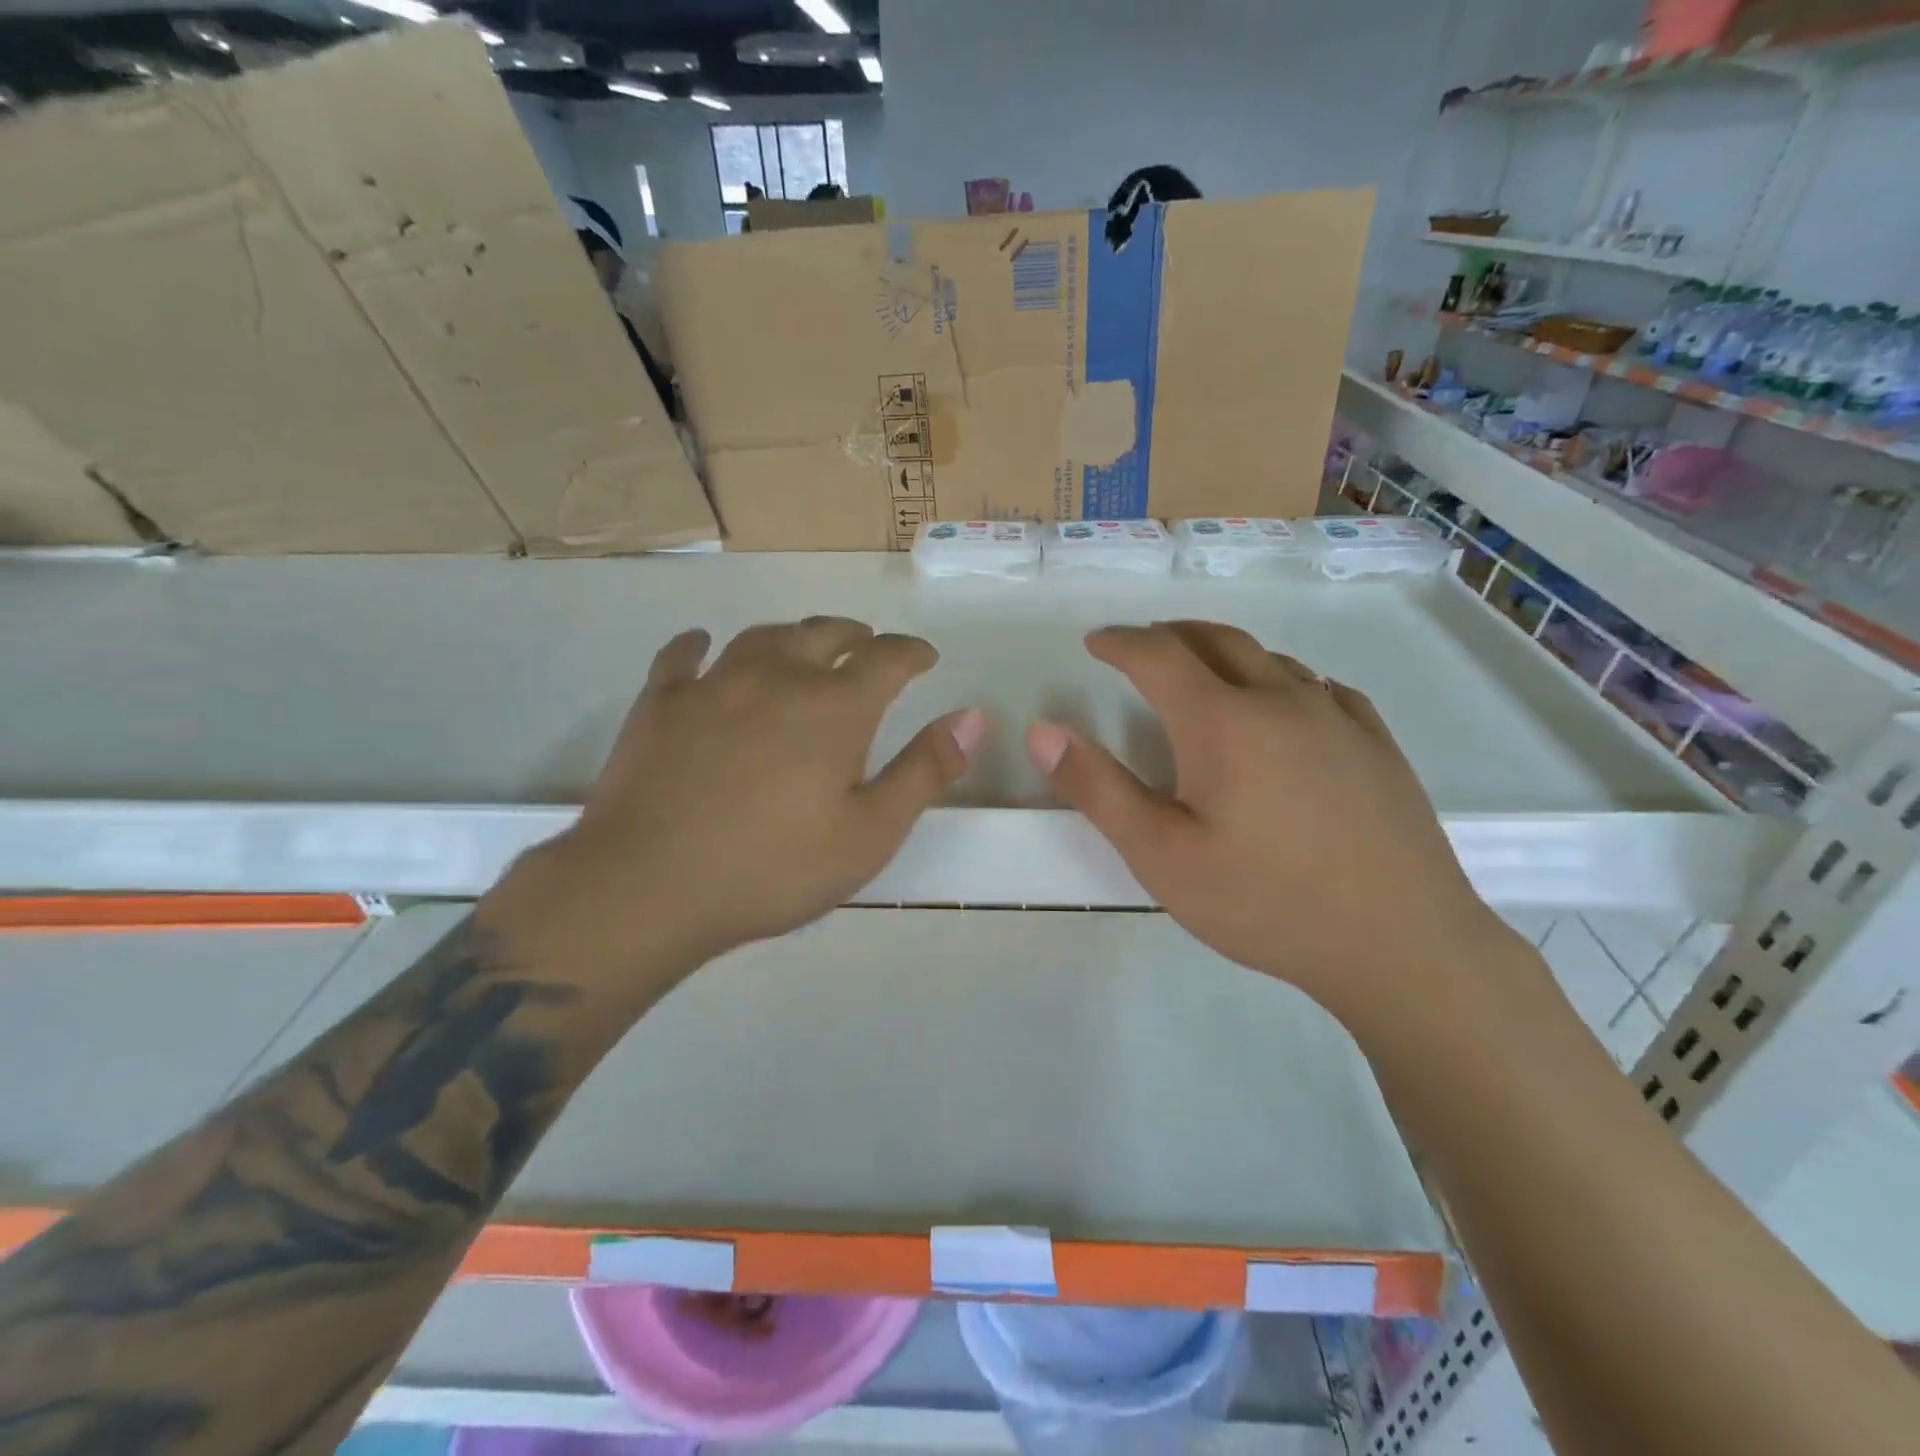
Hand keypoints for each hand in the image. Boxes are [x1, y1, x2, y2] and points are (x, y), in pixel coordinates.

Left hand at [504, 618, 984, 988]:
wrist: (647, 886)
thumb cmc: (772, 868)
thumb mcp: (870, 833)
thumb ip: (925, 771)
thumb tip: (971, 717)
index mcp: (834, 707)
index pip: (887, 657)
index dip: (912, 651)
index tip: (924, 656)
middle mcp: (777, 677)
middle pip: (824, 633)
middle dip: (855, 635)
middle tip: (866, 645)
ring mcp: (713, 684)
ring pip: (762, 637)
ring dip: (792, 635)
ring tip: (802, 646)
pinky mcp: (660, 702)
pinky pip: (683, 656)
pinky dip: (701, 647)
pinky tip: (704, 649)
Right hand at [1025, 621, 1520, 1028]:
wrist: (1401, 944)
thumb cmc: (1265, 902)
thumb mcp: (1161, 856)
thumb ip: (1098, 789)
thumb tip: (1042, 730)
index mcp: (1222, 721)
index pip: (1158, 655)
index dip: (1120, 642)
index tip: (1094, 642)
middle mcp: (1280, 699)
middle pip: (1217, 640)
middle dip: (1170, 633)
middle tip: (1141, 644)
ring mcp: (1336, 717)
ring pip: (1269, 658)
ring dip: (1224, 653)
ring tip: (1201, 672)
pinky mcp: (1377, 742)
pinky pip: (1319, 686)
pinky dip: (1280, 678)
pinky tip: (1283, 705)